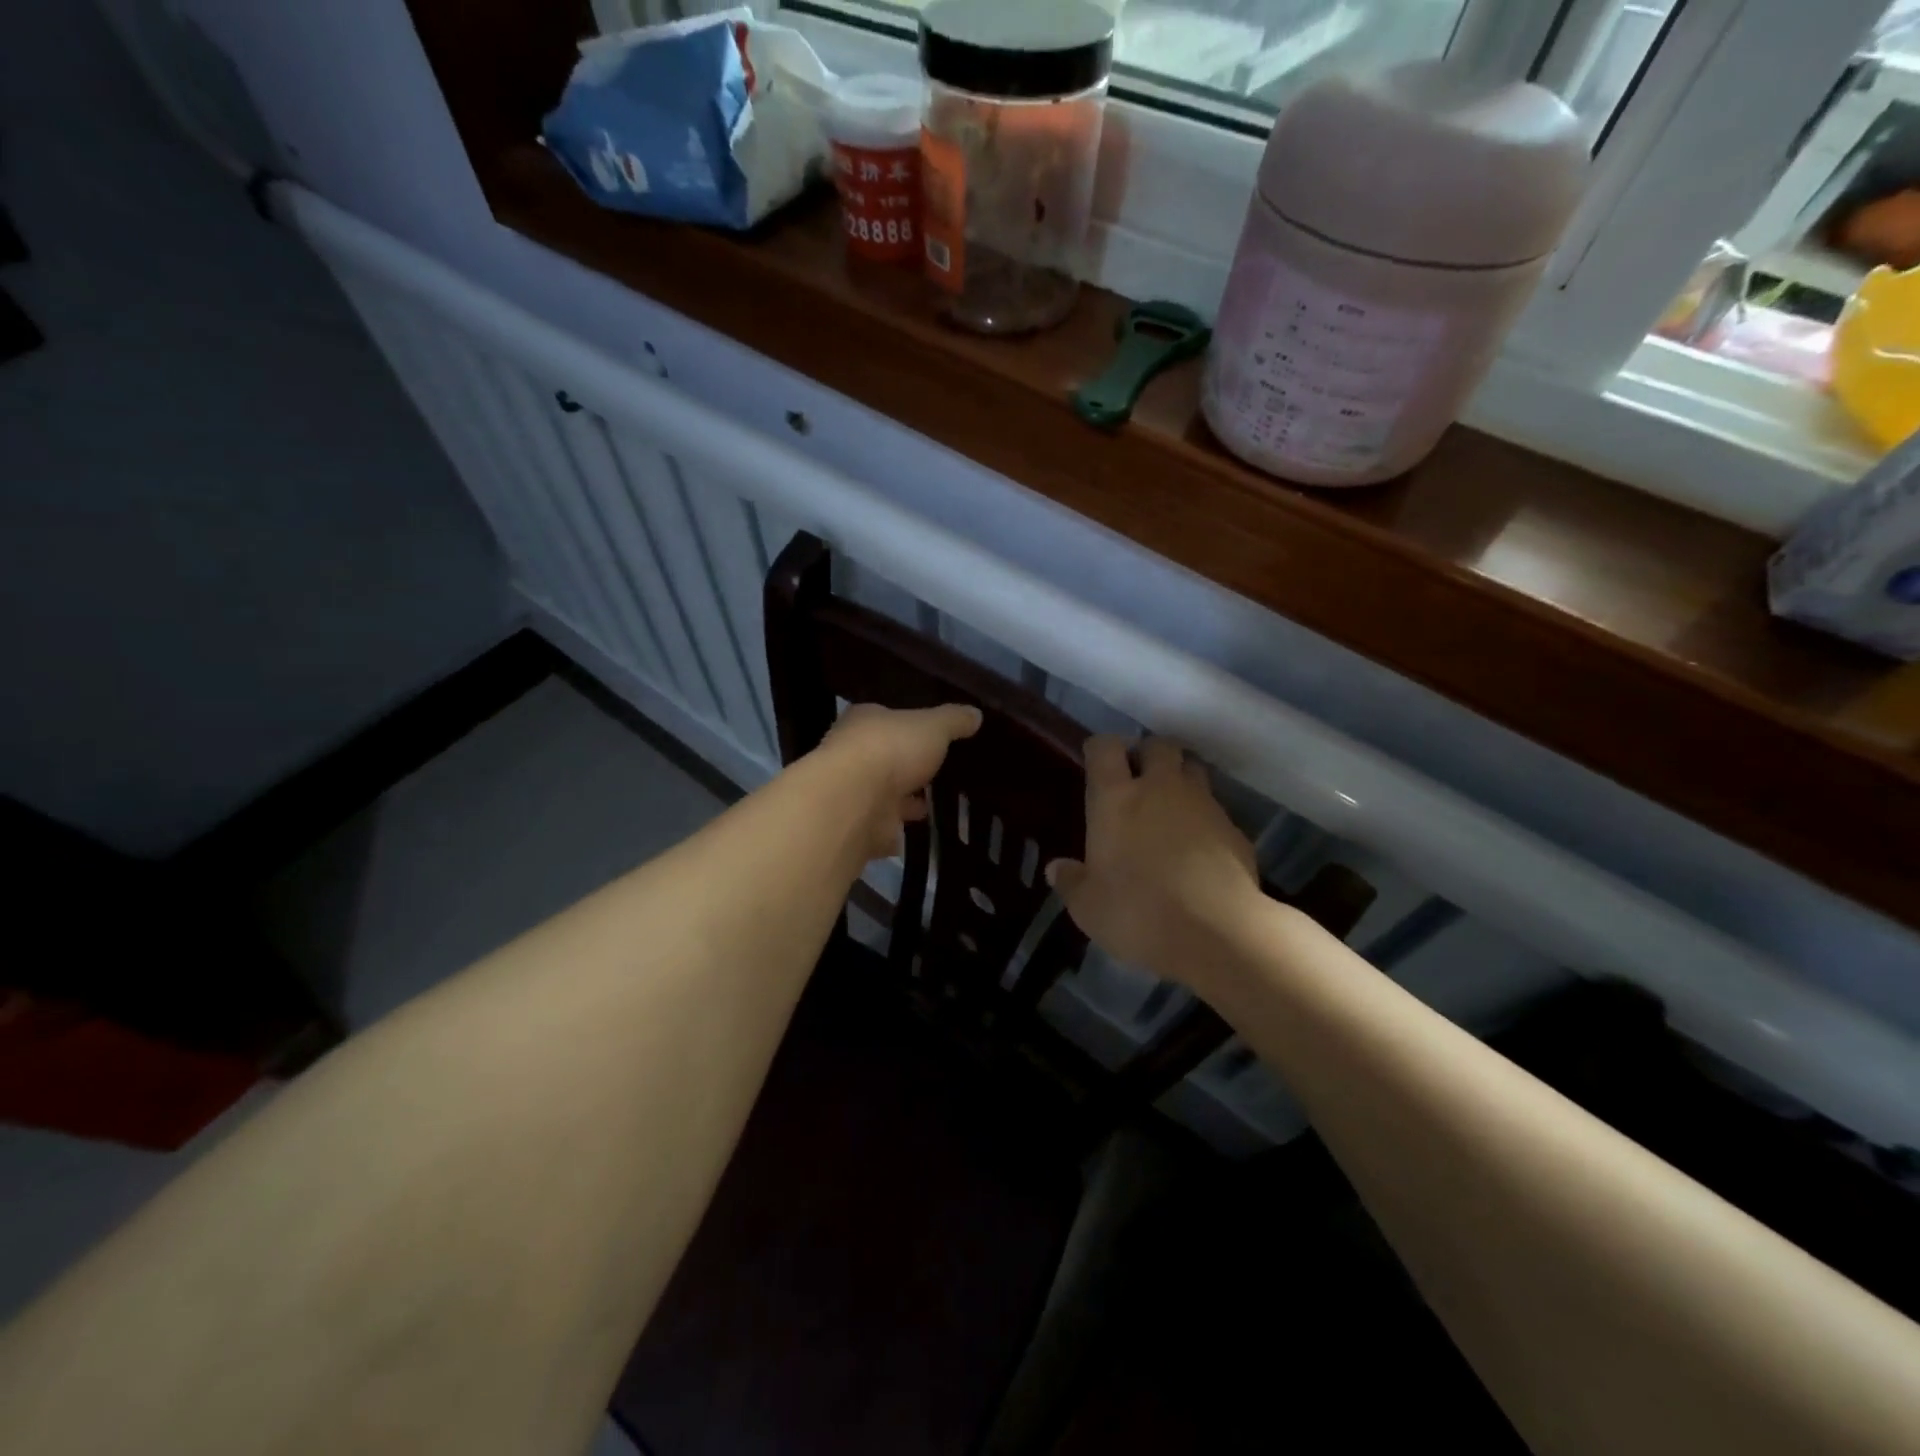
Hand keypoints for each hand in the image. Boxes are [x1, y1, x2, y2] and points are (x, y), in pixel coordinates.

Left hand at [813, 702, 982, 860]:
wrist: (855, 802)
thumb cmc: (891, 750)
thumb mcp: (933, 726)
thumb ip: (954, 720)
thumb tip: (975, 714)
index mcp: (865, 722)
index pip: (887, 720)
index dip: (909, 727)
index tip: (933, 737)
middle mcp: (852, 755)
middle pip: (885, 759)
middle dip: (907, 768)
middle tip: (938, 774)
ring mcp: (854, 794)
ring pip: (884, 796)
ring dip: (904, 802)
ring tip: (934, 806)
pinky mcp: (858, 829)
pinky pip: (882, 830)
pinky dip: (896, 832)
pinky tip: (917, 834)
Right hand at [1046, 736, 1259, 985]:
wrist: (1217, 933)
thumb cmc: (1137, 913)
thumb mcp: (1088, 907)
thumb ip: (1071, 882)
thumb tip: (1056, 869)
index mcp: (1116, 798)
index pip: (1105, 747)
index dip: (1100, 749)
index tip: (1097, 762)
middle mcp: (1161, 788)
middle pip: (1158, 745)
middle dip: (1148, 755)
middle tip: (1139, 780)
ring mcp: (1203, 805)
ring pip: (1194, 770)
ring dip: (1181, 779)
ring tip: (1171, 808)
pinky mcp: (1235, 830)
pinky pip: (1217, 810)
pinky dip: (1206, 819)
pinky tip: (1199, 849)